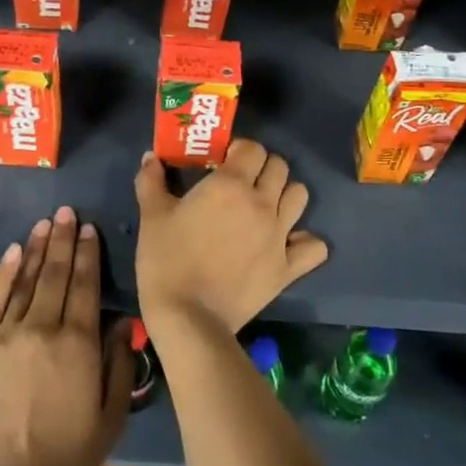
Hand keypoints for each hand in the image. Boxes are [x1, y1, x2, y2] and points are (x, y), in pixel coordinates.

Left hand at [0, 207, 134, 465]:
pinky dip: (5, 273)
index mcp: (78, 344)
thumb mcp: (110, 420)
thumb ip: (119, 364)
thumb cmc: (63, 462)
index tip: (88, 228)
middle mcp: (42, 328)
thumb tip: (122, 321)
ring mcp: (6, 336)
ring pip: (26, 280)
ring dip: (38, 249)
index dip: (88, 254)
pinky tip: (14, 253)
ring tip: (45, 223)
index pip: (85, 285)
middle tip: (67, 212)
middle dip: (64, 240)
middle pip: (56, 275)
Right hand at [133, 141, 327, 336]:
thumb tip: (150, 157)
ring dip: (285, 195)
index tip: (224, 161)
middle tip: (243, 182)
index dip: (240, 150)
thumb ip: (151, 180)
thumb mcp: (151, 216)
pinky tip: (287, 244)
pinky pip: (314, 246)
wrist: (188, 318)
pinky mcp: (288, 268)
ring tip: (265, 207)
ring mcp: (279, 235)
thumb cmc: (167, 261)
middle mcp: (262, 203)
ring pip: (300, 196)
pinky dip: (305, 242)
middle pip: (280, 167)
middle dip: (263, 168)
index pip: (253, 148)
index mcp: (230, 184)